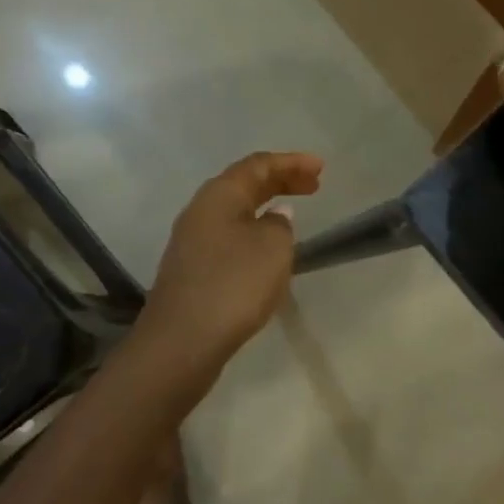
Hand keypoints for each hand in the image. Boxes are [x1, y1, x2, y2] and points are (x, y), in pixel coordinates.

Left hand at [141, 151, 323, 365]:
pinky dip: (254, 232)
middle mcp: (201, 210)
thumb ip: (280, 224)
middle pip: (244, 185)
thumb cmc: (233, 284)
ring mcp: (192, 241)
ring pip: (236, 212)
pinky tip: (267, 250)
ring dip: (266, 207)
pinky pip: (229, 236)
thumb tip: (274, 216)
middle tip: (314, 186)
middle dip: (280, 181)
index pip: (258, 165)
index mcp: (219, 195)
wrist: (182, 341)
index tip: (320, 168)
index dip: (291, 163)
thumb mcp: (272, 248)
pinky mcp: (193, 269)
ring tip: (293, 213)